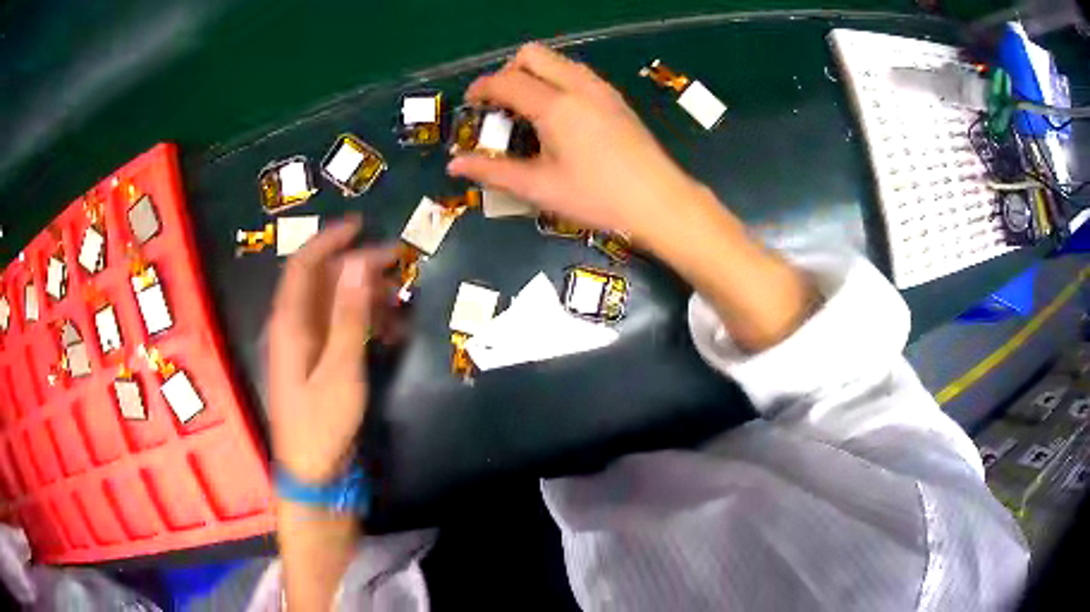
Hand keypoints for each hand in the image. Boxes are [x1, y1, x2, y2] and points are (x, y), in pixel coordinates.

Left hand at [266, 216, 394, 483]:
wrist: (313, 472)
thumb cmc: (322, 423)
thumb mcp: (341, 369)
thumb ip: (349, 316)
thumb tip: (359, 263)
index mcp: (289, 323)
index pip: (304, 265)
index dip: (329, 239)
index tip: (361, 225)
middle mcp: (294, 327)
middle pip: (323, 282)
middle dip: (358, 267)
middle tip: (397, 260)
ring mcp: (306, 345)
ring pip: (334, 305)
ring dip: (366, 296)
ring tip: (401, 298)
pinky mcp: (318, 362)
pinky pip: (340, 329)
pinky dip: (365, 323)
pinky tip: (392, 330)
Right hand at [447, 43, 702, 243]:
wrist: (660, 202)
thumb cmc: (598, 198)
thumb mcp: (540, 188)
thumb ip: (494, 172)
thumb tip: (454, 166)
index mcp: (555, 106)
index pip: (506, 81)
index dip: (481, 88)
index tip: (470, 103)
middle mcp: (578, 86)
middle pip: (532, 54)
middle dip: (509, 71)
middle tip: (501, 104)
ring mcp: (601, 89)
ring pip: (558, 60)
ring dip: (535, 74)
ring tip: (528, 110)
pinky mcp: (616, 98)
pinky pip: (577, 73)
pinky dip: (557, 81)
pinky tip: (559, 116)